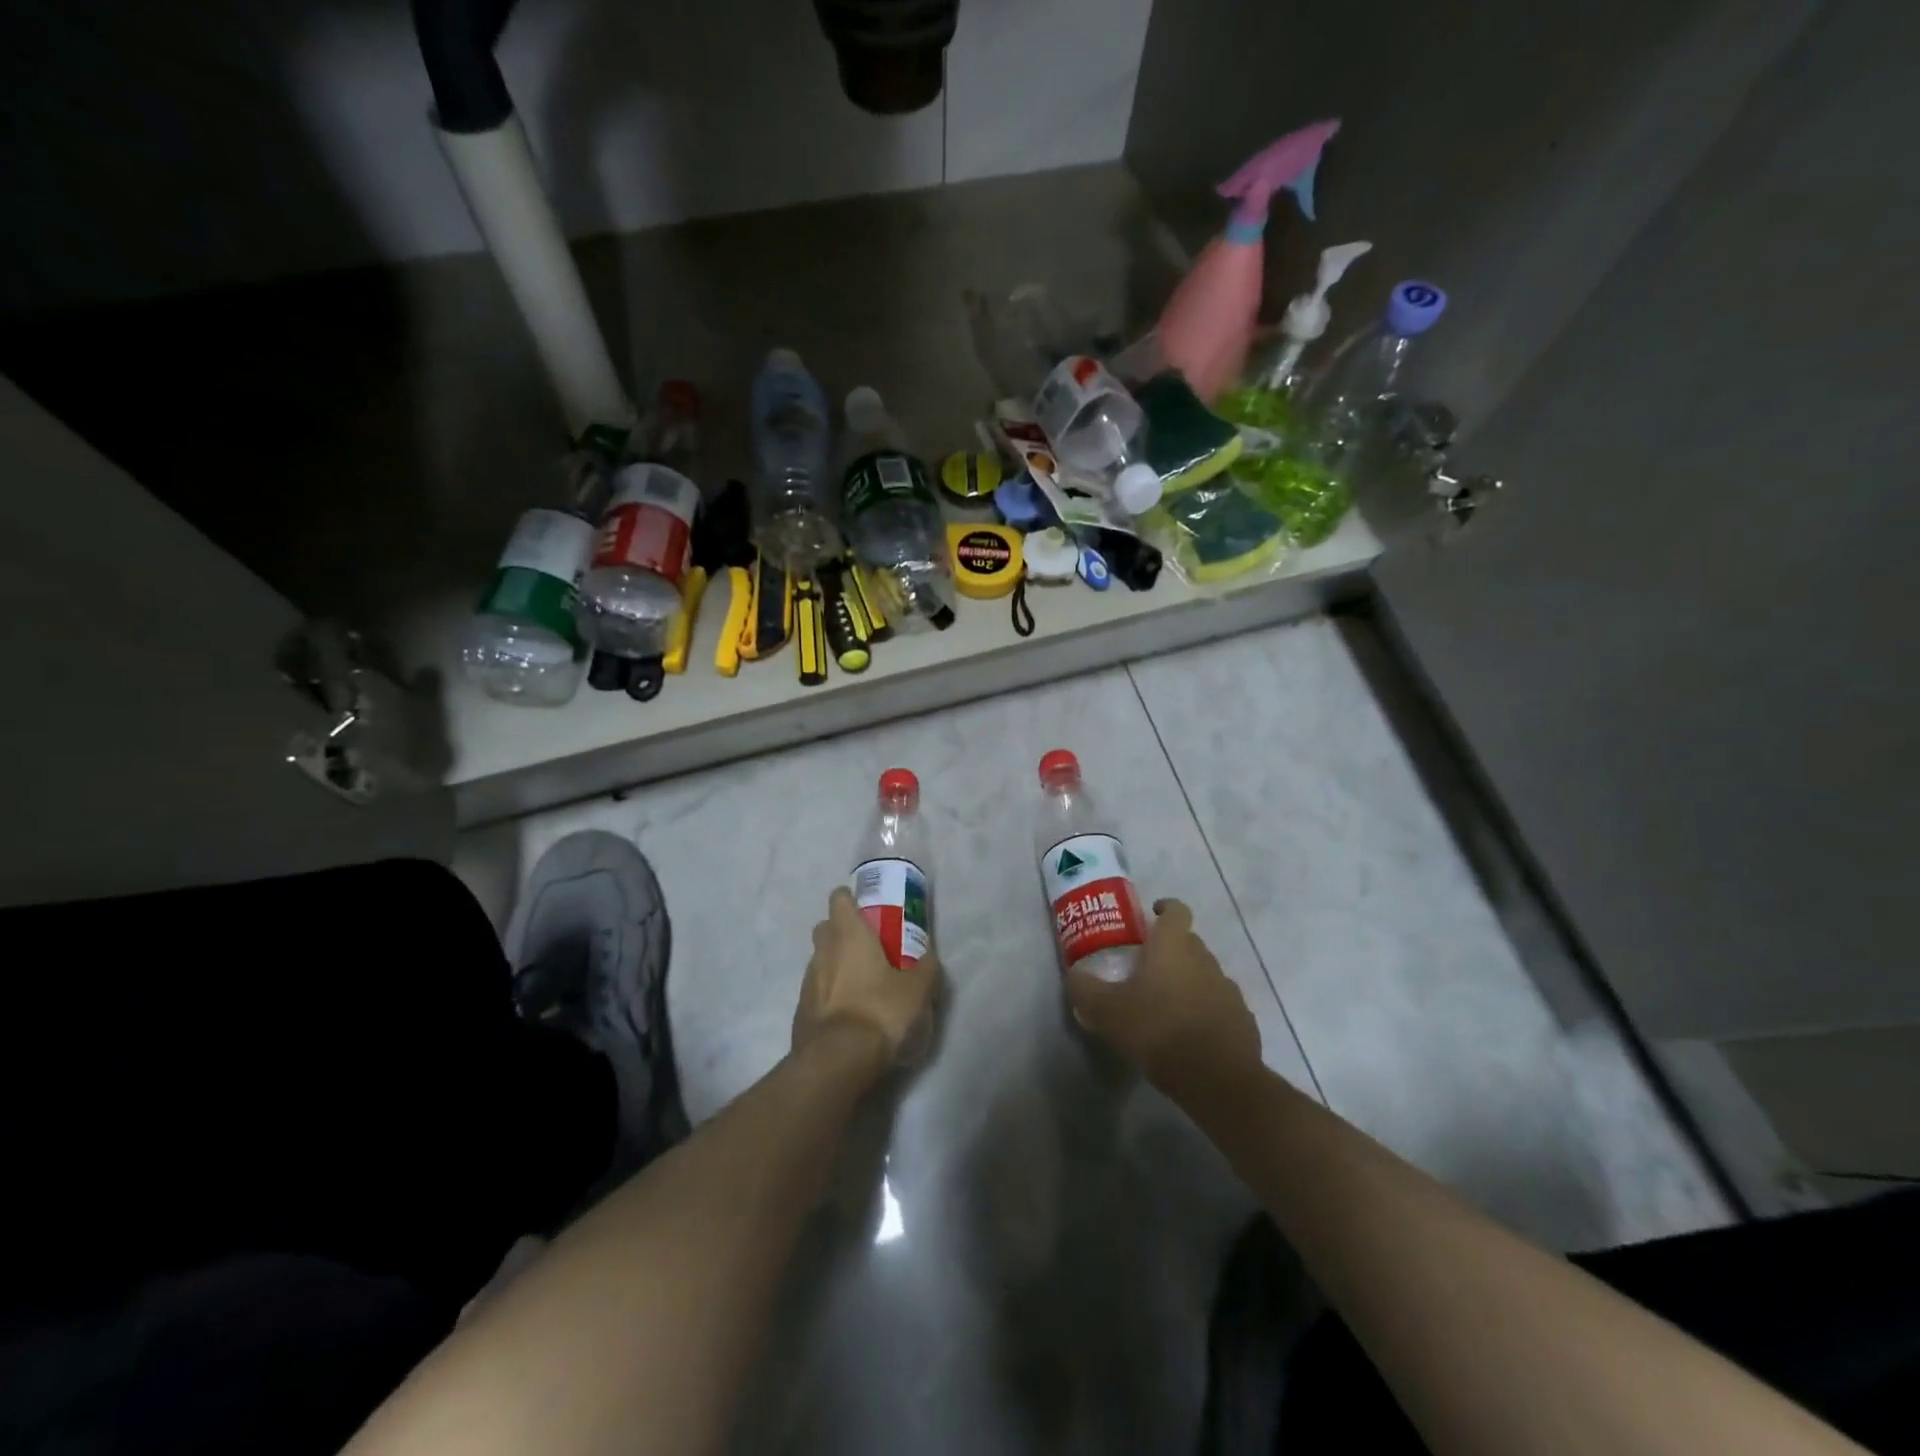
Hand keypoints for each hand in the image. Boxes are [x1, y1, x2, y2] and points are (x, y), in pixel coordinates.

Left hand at [792, 887, 937, 1075]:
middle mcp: (823, 950)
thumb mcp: (918, 989)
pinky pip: (816, 990)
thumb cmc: (880, 1010)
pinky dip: (829, 993)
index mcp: (848, 934)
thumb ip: (925, 967)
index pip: (839, 899)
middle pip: (826, 927)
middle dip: (842, 931)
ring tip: (861, 983)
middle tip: (868, 946)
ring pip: (820, 960)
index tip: (867, 908)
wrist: (838, 1060)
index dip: (851, 899)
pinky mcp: (801, 1010)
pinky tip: (848, 1011)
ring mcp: (807, 981)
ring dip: (836, 964)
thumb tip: (928, 957)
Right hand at [1067, 899, 1260, 1095]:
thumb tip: (1075, 975)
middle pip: (1189, 942)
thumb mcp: (1106, 1011)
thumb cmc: (1157, 1030)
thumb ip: (1085, 989)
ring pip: (1205, 973)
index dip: (1164, 908)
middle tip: (1145, 968)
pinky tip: (1189, 1034)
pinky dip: (1205, 1011)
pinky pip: (1219, 1005)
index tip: (1151, 916)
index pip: (1176, 909)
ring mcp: (1228, 989)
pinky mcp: (1243, 1020)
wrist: (1217, 1080)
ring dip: (1188, 981)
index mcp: (1173, 946)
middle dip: (1170, 949)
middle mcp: (1205, 959)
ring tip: (1166, 1006)